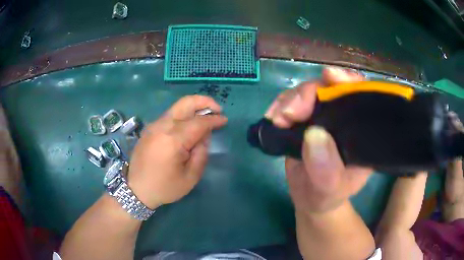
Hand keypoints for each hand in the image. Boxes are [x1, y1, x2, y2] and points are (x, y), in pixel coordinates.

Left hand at [128, 95, 227, 208]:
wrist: (136, 189)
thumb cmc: (164, 187)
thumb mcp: (190, 177)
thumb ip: (201, 153)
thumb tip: (204, 136)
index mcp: (173, 140)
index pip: (199, 122)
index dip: (214, 120)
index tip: (224, 120)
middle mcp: (162, 126)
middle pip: (185, 103)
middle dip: (204, 101)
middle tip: (217, 109)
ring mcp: (154, 125)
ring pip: (177, 107)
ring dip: (193, 107)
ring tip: (205, 116)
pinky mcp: (150, 128)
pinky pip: (170, 115)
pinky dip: (183, 115)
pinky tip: (189, 124)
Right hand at [265, 67, 372, 212]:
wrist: (309, 199)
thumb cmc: (326, 196)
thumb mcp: (330, 189)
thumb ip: (326, 170)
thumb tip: (314, 134)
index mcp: (362, 130)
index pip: (361, 96)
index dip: (348, 81)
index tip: (330, 78)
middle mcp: (345, 117)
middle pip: (330, 87)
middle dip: (308, 93)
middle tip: (289, 113)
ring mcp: (323, 116)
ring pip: (308, 92)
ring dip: (290, 100)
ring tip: (277, 119)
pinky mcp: (305, 119)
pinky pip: (292, 102)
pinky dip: (280, 106)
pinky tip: (273, 118)